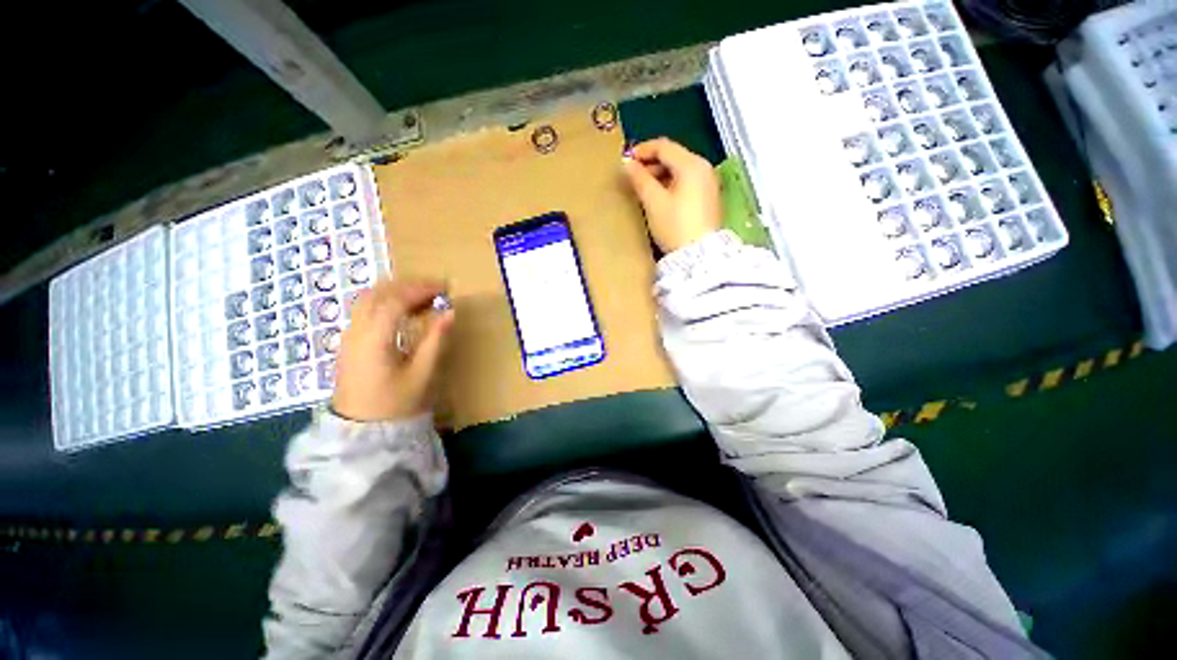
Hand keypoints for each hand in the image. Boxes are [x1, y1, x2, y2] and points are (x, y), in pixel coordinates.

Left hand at [331, 279, 454, 421]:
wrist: (361, 431)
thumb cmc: (395, 403)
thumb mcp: (422, 374)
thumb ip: (435, 340)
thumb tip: (449, 312)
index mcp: (374, 338)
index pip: (396, 300)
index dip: (421, 289)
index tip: (445, 288)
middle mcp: (356, 331)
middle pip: (377, 293)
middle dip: (407, 285)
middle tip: (435, 289)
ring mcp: (349, 336)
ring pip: (368, 299)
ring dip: (395, 291)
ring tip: (422, 296)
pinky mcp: (350, 342)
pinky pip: (365, 310)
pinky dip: (386, 301)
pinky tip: (403, 311)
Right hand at [623, 138, 721, 253]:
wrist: (700, 256)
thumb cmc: (675, 226)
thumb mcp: (654, 202)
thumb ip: (639, 179)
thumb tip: (627, 164)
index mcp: (692, 164)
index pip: (664, 146)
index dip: (642, 150)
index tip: (625, 161)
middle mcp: (704, 168)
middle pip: (674, 157)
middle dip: (651, 164)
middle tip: (632, 177)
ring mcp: (709, 184)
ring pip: (680, 171)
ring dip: (660, 175)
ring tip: (643, 189)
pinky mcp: (709, 198)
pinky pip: (686, 182)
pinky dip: (671, 184)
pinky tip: (659, 198)